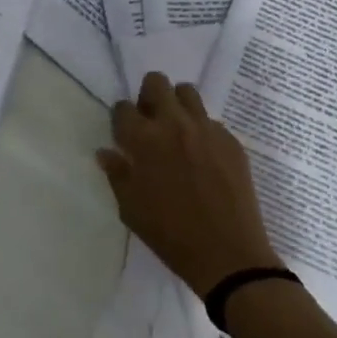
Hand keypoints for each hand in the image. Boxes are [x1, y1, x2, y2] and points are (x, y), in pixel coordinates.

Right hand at [97, 72, 280, 296]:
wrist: (228, 254)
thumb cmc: (171, 235)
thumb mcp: (131, 209)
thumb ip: (117, 174)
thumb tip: (106, 153)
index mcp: (144, 140)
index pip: (124, 108)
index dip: (121, 119)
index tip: (124, 134)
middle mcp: (174, 124)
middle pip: (156, 83)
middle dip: (148, 96)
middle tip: (150, 123)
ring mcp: (206, 129)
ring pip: (187, 92)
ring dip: (176, 104)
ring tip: (177, 131)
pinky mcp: (231, 140)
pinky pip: (210, 120)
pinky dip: (201, 130)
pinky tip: (203, 157)